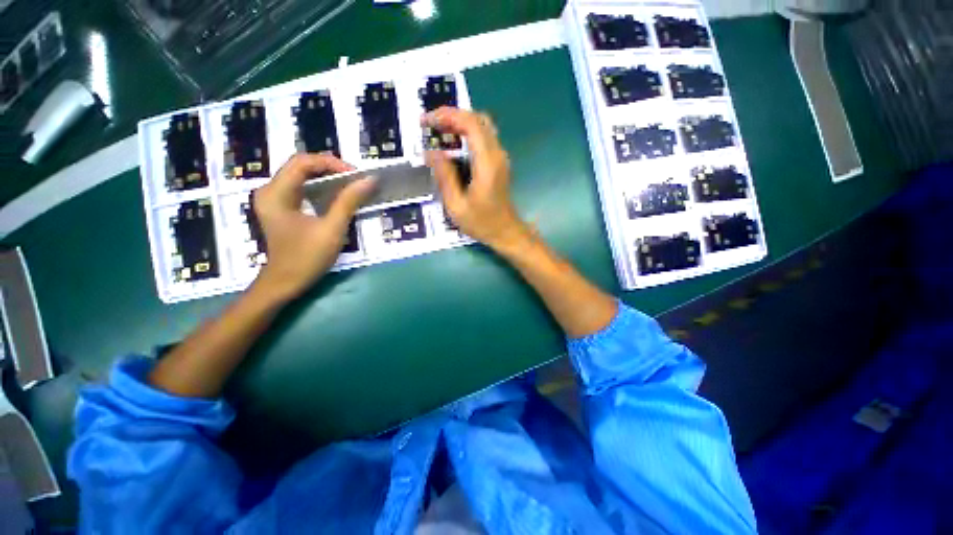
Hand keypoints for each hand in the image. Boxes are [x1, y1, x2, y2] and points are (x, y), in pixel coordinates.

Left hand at [252, 154, 374, 300]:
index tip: (355, 175)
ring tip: (350, 185)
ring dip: (326, 177)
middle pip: (300, 166)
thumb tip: (369, 180)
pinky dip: (320, 187)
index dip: (330, 163)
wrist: (286, 282)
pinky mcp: (281, 208)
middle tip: (355, 179)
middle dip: (329, 168)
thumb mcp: (332, 229)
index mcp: (276, 193)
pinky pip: (301, 188)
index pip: (302, 162)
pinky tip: (336, 195)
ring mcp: (273, 199)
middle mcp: (270, 190)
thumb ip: (349, 201)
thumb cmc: (307, 257)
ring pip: (301, 176)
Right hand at [423, 107, 530, 252]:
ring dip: (459, 124)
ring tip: (438, 133)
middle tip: (430, 126)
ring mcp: (500, 157)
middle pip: (478, 119)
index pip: (471, 123)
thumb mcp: (456, 206)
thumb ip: (444, 177)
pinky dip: (467, 134)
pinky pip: (484, 138)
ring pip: (482, 126)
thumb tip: (430, 152)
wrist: (506, 232)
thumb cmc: (482, 223)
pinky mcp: (499, 163)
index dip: (447, 115)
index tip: (426, 121)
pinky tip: (453, 145)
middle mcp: (497, 154)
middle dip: (452, 116)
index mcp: (487, 163)